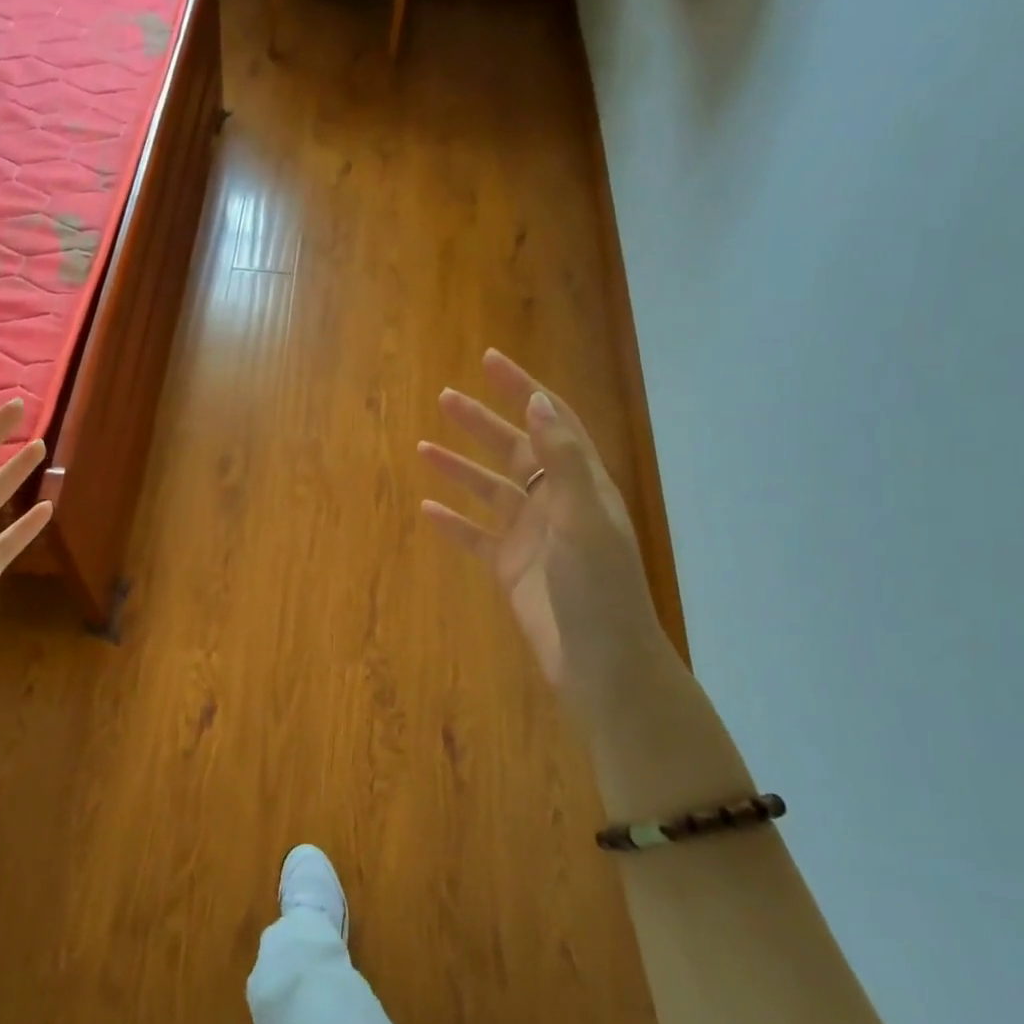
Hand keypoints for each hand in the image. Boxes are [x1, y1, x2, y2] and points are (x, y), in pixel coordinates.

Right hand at [419, 349, 666, 691]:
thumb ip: (560, 460)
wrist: (600, 662)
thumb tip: (538, 402)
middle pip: (514, 449)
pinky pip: (475, 536)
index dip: (523, 389)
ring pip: (489, 490)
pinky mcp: (510, 568)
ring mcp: (531, 536)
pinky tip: (426, 509)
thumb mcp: (583, 518)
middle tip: (445, 398)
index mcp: (581, 484)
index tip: (490, 361)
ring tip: (423, 447)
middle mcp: (555, 502)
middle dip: (482, 421)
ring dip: (460, 467)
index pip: (551, 421)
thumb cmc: (598, 587)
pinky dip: (452, 522)